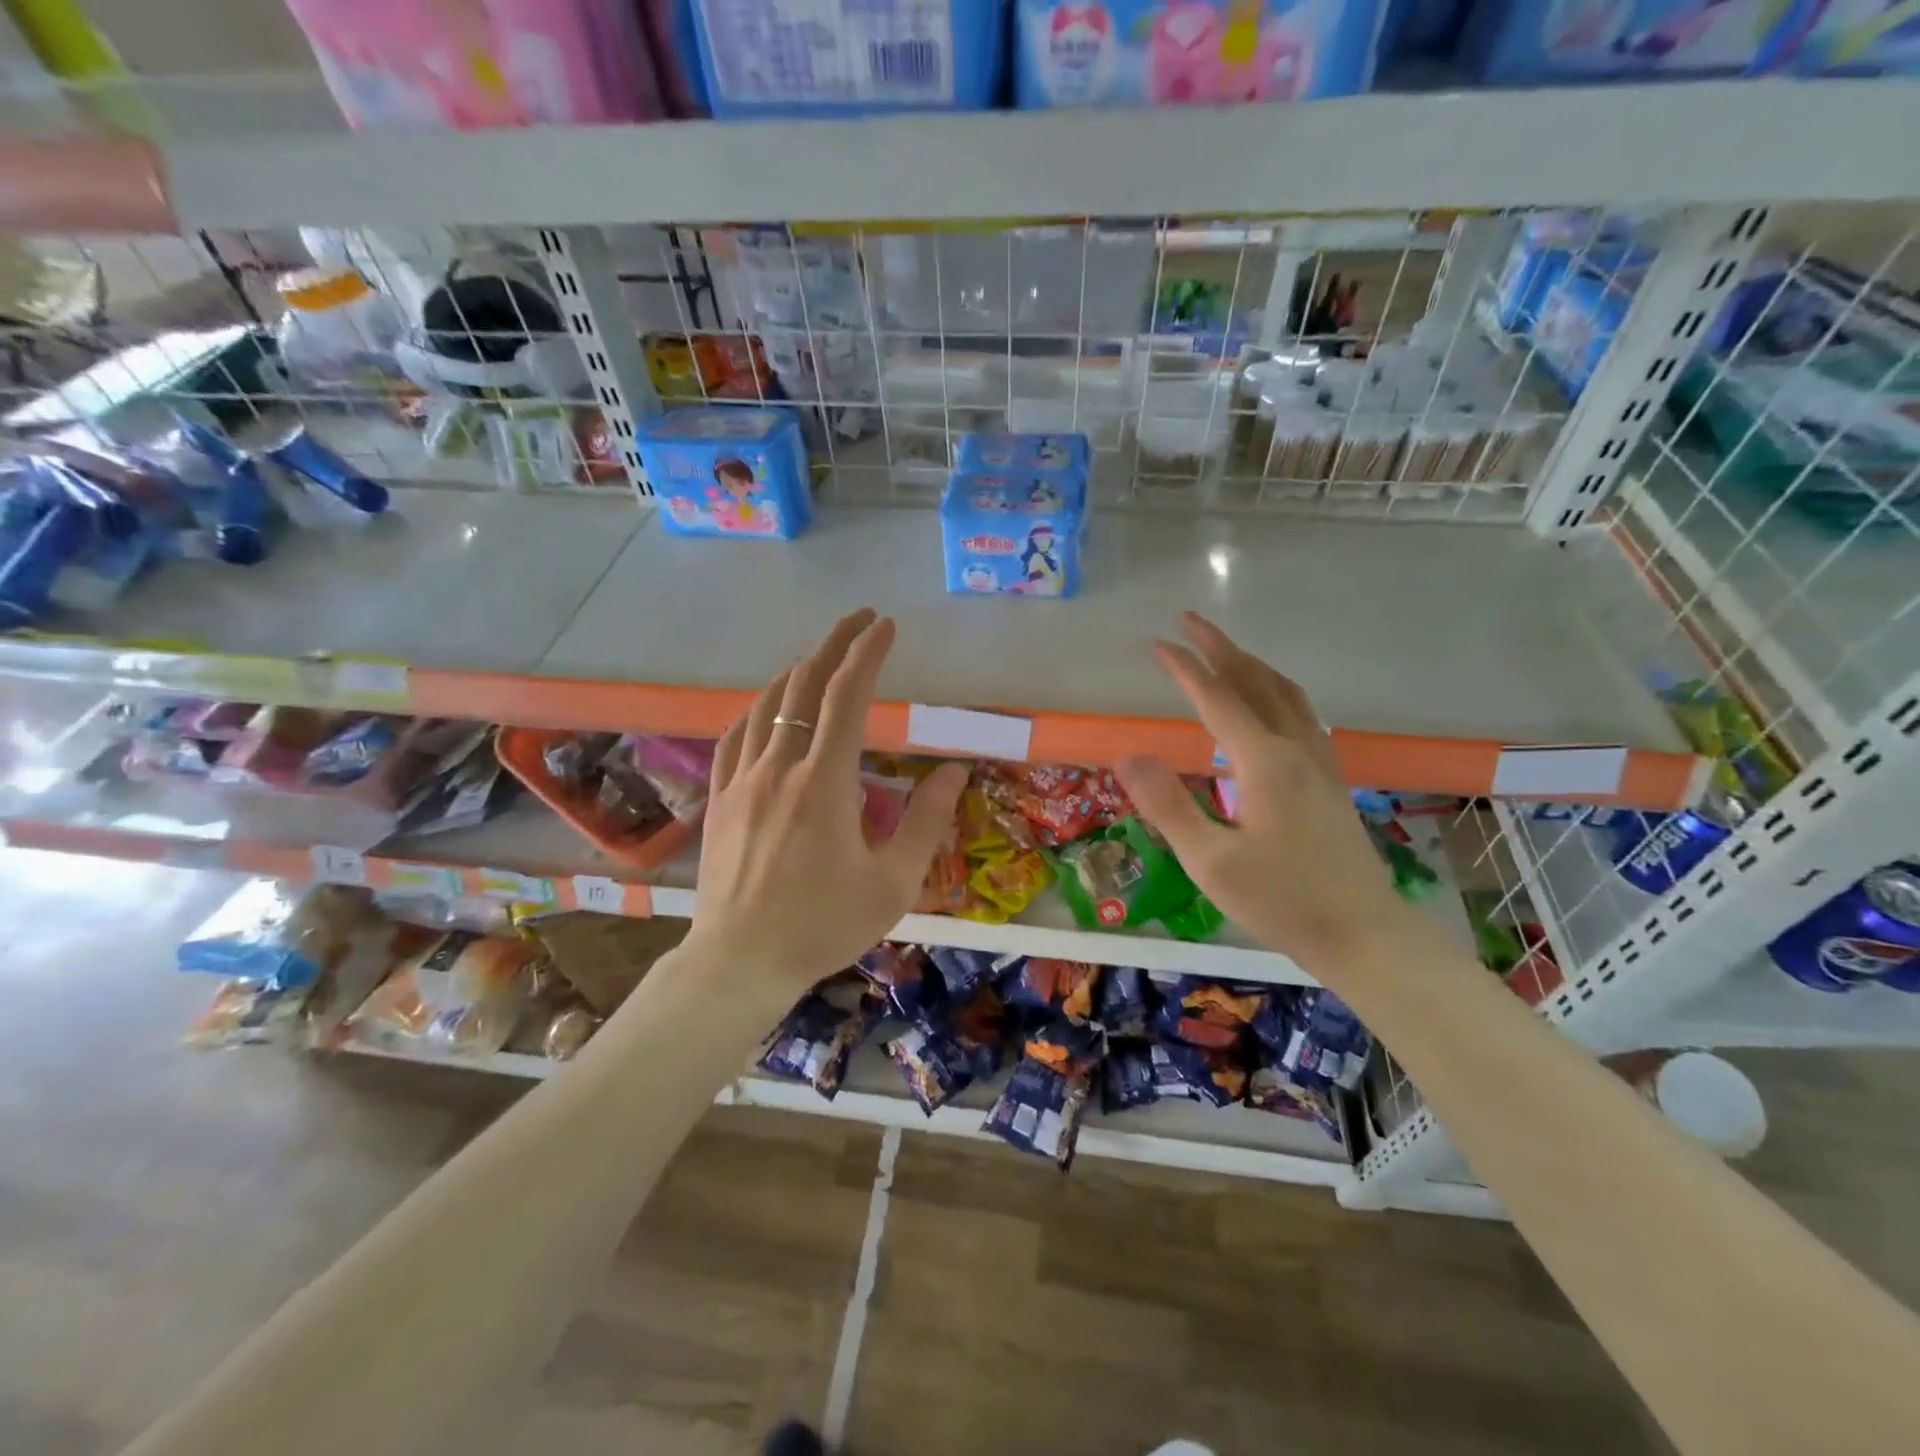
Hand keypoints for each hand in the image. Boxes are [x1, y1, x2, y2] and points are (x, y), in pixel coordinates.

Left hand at [687, 608, 967, 993]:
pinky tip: (768, 705)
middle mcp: (779, 768)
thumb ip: (926, 821)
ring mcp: (742, 780)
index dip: (867, 654)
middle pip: (803, 686)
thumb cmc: (823, 925)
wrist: (740, 962)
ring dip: (797, 671)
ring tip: (821, 658)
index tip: (885, 626)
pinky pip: (736, 735)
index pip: (847, 697)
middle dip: (834, 645)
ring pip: (766, 704)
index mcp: (825, 783)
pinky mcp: (721, 798)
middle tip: (860, 622)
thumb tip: (956, 771)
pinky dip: (758, 707)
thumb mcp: (893, 883)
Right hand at [1115, 612, 1411, 978]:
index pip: (1218, 699)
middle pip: (1257, 682)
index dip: (1185, 669)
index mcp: (1265, 762)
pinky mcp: (1329, 781)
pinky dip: (1276, 691)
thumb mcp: (1210, 861)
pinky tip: (1269, 706)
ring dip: (1252, 665)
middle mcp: (1296, 749)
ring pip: (1286, 694)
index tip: (1156, 644)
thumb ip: (1168, 805)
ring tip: (1225, 652)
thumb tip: (1128, 756)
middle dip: (1221, 648)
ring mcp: (1320, 763)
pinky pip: (1302, 715)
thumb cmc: (1281, 902)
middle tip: (1190, 621)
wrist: (1363, 935)